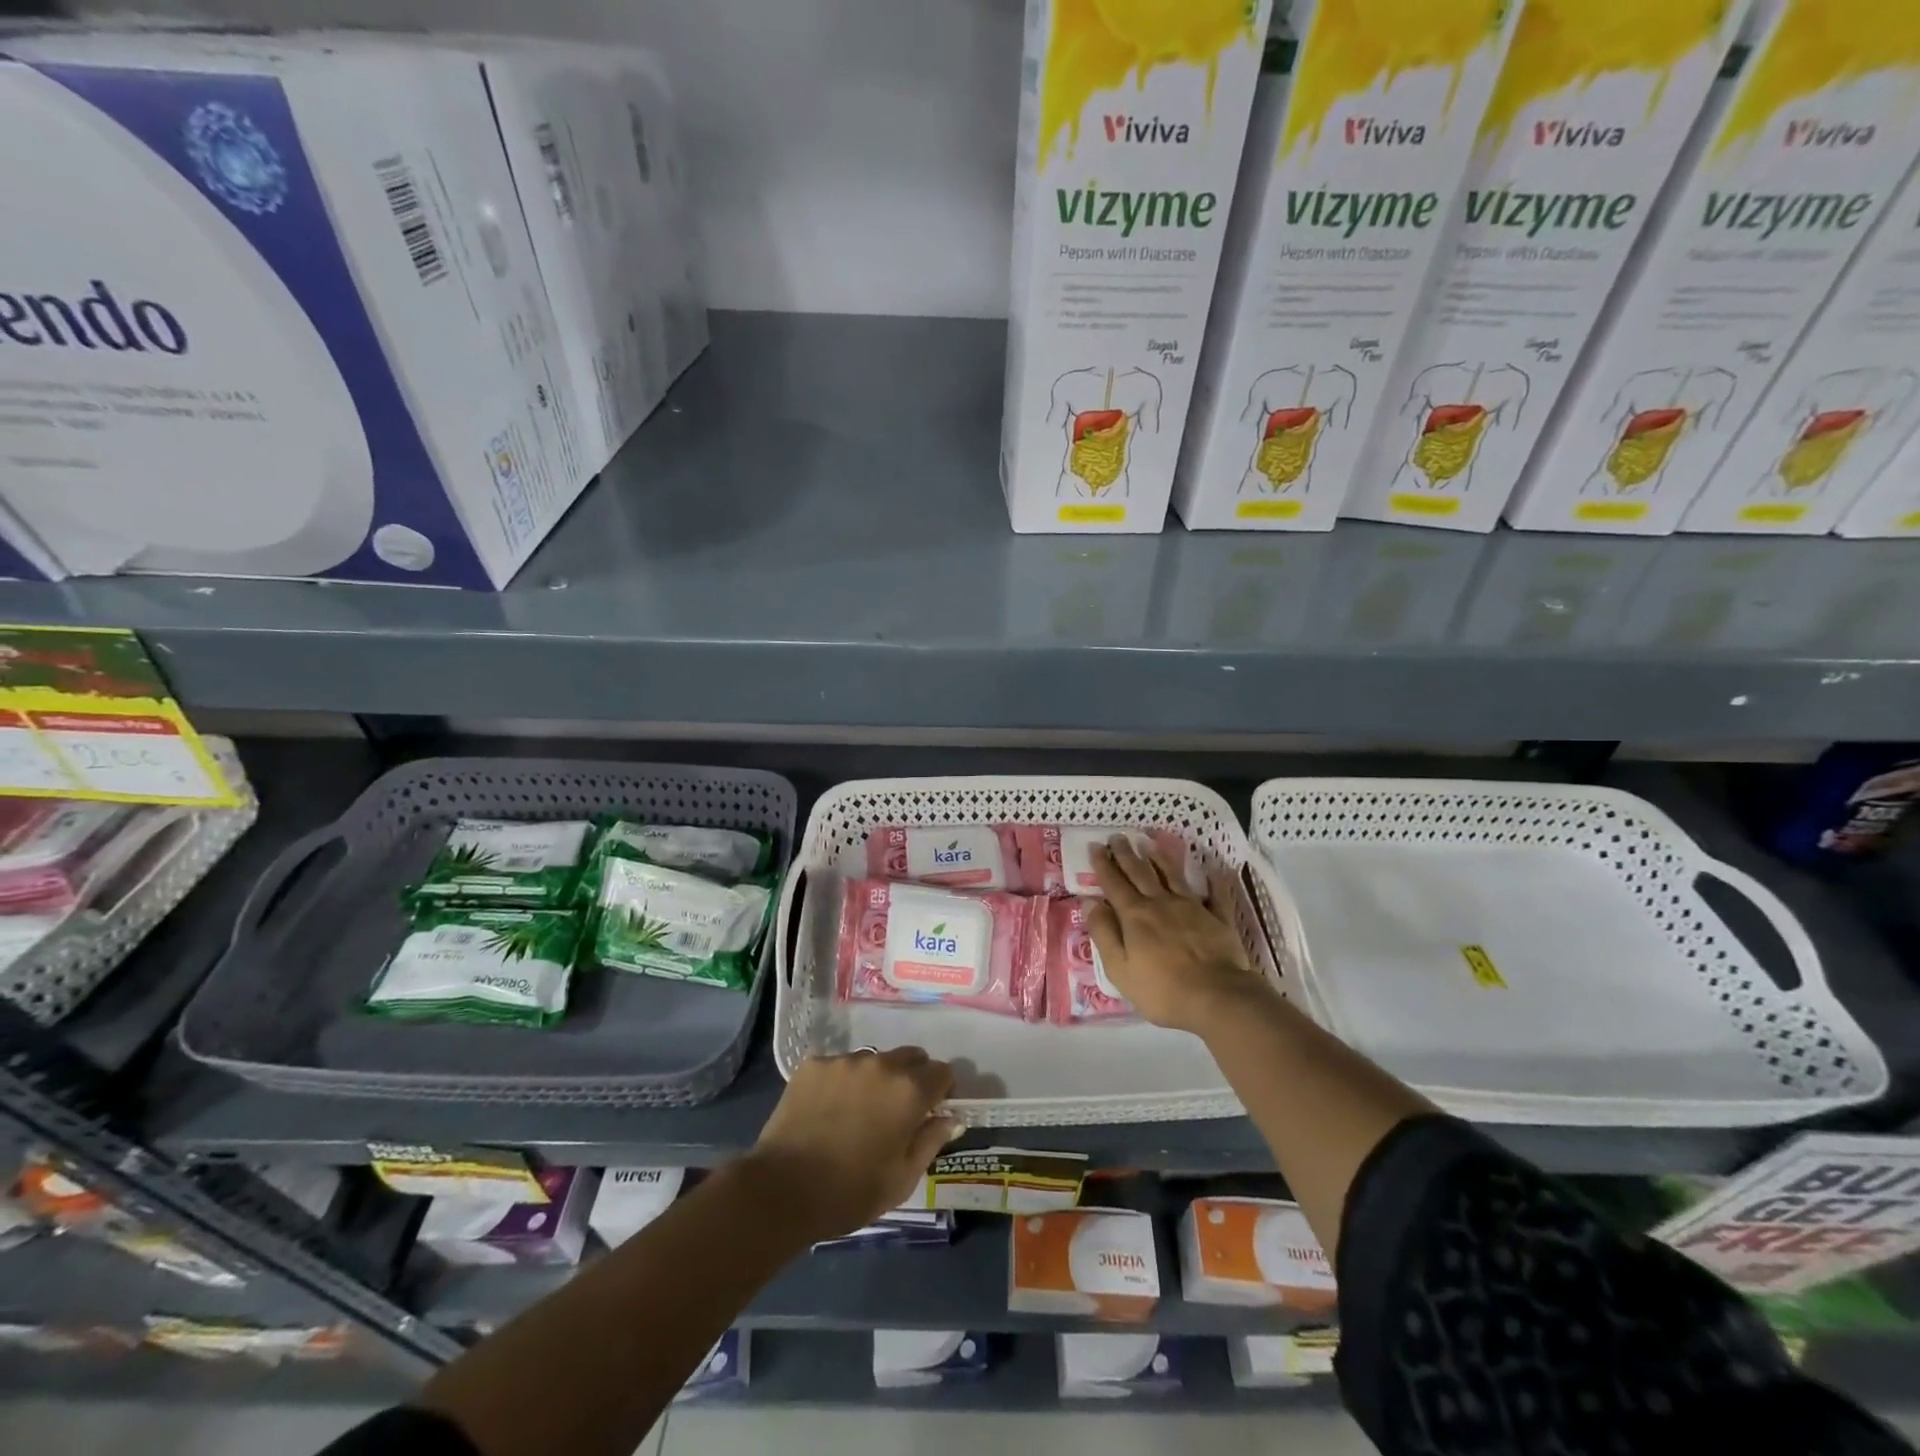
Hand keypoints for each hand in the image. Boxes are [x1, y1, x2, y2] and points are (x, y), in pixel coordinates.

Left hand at [745, 1048, 959, 1241]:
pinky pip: (840, 1066)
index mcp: (909, 1090)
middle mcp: (881, 1063)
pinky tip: (828, 1110)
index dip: (942, 1090)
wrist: (782, 1190)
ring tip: (858, 1112)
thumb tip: (950, 1117)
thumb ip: (931, 1141)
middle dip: (912, 1078)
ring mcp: (845, 1060)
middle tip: (897, 1111)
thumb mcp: (902, 1179)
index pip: (942, 1071)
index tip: (932, 1111)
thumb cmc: (851, 1192)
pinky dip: (843, 1083)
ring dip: (876, 1079)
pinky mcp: (814, 1064)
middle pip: (910, 1057)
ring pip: (874, 1060)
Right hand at [1089, 835, 1271, 1035]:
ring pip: (1173, 876)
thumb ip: (1104, 933)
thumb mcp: (1120, 968)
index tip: (1096, 846)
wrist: (1218, 998)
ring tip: (1150, 844)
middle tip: (1118, 836)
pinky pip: (1216, 894)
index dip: (1103, 864)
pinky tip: (1214, 869)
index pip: (1114, 884)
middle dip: (1126, 854)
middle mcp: (1161, 903)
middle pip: (1140, 873)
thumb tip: (1090, 902)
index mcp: (1135, 916)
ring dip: (1160, 859)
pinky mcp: (1219, 919)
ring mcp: (1193, 908)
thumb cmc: (1162, 990)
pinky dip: (1214, 880)